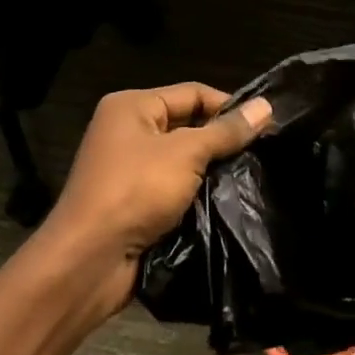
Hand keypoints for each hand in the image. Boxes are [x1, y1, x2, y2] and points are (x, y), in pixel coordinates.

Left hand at [45, 83, 272, 316]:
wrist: (88, 262)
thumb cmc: (135, 191)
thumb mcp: (185, 153)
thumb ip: (226, 131)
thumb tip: (266, 107)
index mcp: (132, 107)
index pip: (192, 93)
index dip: (228, 105)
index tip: (266, 124)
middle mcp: (128, 132)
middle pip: (188, 125)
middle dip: (222, 140)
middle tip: (263, 153)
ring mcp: (130, 170)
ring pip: (184, 161)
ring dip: (212, 171)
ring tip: (252, 177)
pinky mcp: (135, 204)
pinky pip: (175, 190)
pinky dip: (197, 195)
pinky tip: (227, 203)